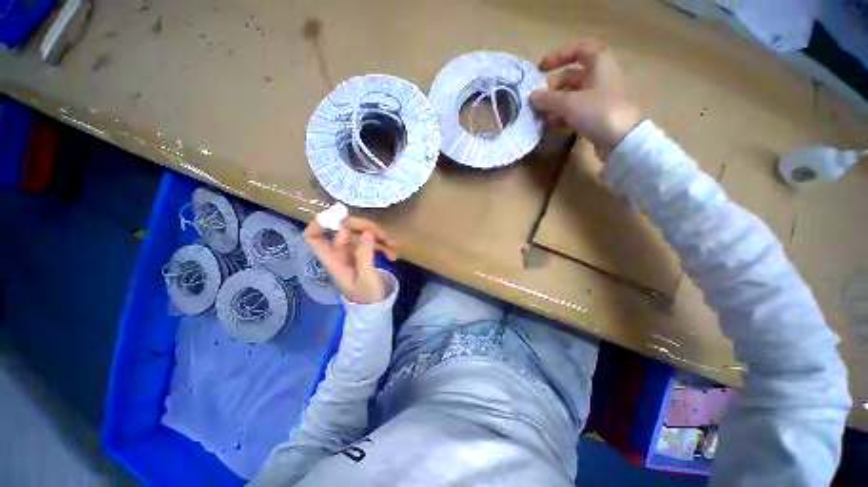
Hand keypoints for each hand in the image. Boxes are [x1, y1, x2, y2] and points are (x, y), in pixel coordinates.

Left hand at [304, 217, 397, 303]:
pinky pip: (373, 240)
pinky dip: (384, 243)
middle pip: (346, 228)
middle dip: (366, 227)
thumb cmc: (366, 296)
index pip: (314, 238)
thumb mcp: (366, 278)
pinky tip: (393, 253)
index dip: (319, 223)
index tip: (339, 215)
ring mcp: (353, 250)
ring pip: (362, 232)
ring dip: (380, 236)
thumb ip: (365, 255)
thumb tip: (368, 232)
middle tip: (382, 235)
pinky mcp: (365, 252)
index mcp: (333, 259)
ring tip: (392, 248)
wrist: (375, 306)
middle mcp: (340, 251)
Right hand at [531, 39, 642, 158]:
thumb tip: (532, 96)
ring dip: (555, 102)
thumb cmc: (596, 111)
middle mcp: (599, 76)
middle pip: (572, 75)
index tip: (540, 69)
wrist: (620, 138)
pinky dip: (563, 113)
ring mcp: (599, 96)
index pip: (578, 49)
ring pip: (572, 93)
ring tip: (541, 113)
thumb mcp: (569, 103)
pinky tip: (552, 123)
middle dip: (553, 85)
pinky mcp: (596, 113)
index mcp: (598, 63)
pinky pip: (576, 108)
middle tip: (538, 98)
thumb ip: (548, 98)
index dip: (558, 56)